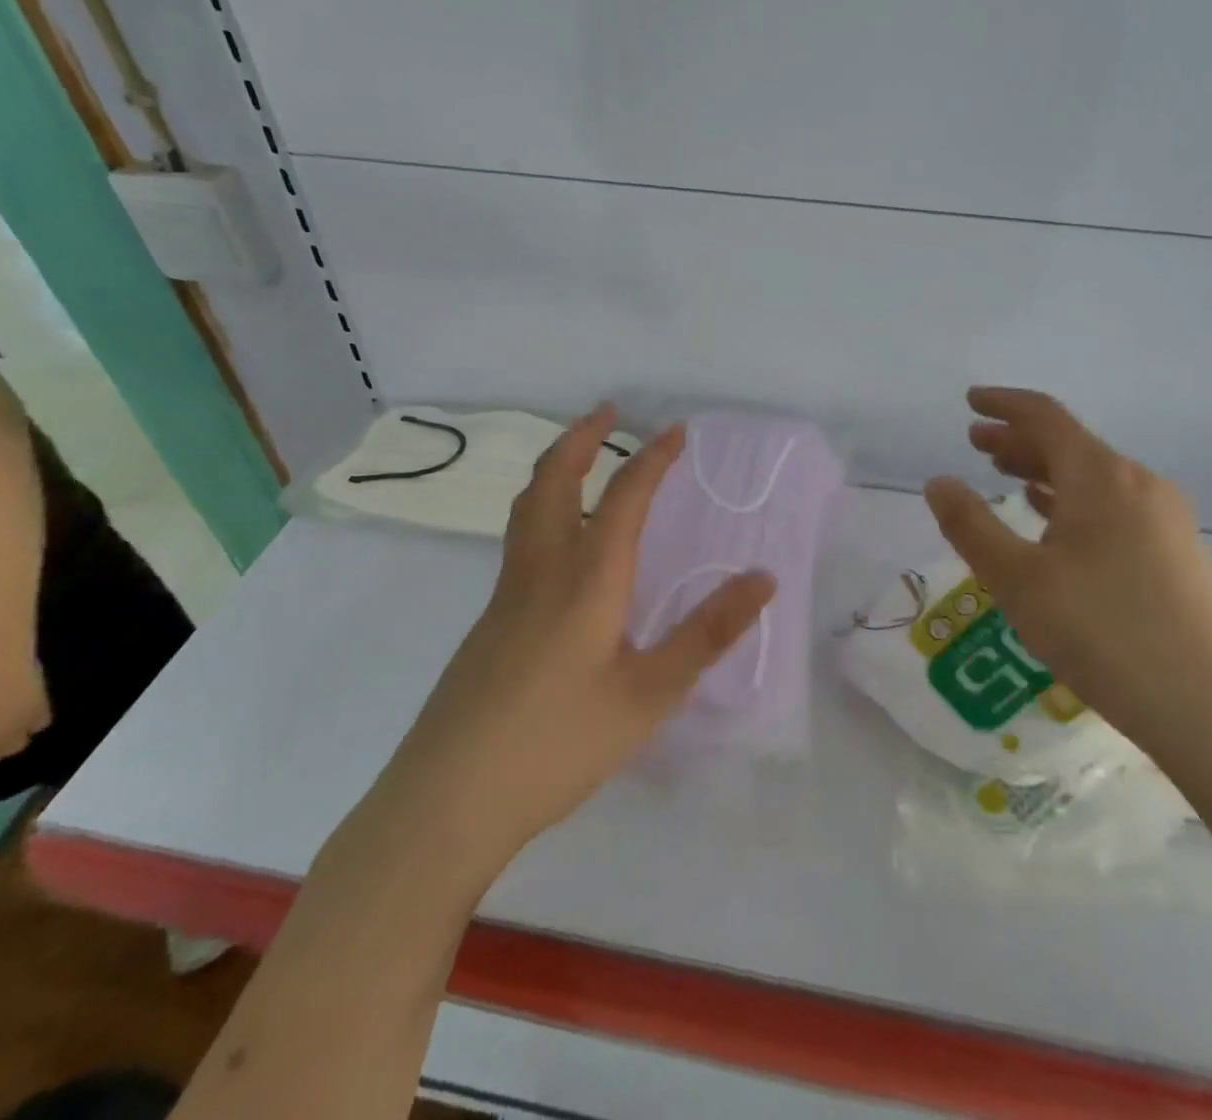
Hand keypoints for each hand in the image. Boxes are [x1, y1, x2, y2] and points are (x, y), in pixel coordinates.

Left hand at [408, 405, 775, 873]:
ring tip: (580, 458)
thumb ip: (707, 633)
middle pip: (554, 481)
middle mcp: (542, 570)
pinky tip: (562, 548)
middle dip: (582, 438)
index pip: (624, 496)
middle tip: (607, 411)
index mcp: (587, 578)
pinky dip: (544, 510)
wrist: (448, 800)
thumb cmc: (558, 743)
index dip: (653, 458)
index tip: (677, 431)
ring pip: (527, 508)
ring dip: (556, 469)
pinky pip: (520, 542)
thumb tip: (762, 577)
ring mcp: (506, 596)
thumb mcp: (649, 693)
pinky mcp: (489, 624)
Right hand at [922, 387, 1211, 754]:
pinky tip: (1056, 525)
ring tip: (1008, 478)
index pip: (1045, 417)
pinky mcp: (1178, 555)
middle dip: (1019, 440)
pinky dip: (1074, 502)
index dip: (1003, 404)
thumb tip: (939, 482)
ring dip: (1045, 471)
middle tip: (977, 443)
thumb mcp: (1017, 580)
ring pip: (1093, 478)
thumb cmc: (1103, 633)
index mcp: (1100, 477)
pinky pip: (1113, 507)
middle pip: (1070, 445)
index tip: (971, 401)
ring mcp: (1166, 520)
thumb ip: (971, 526)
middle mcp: (1138, 485)